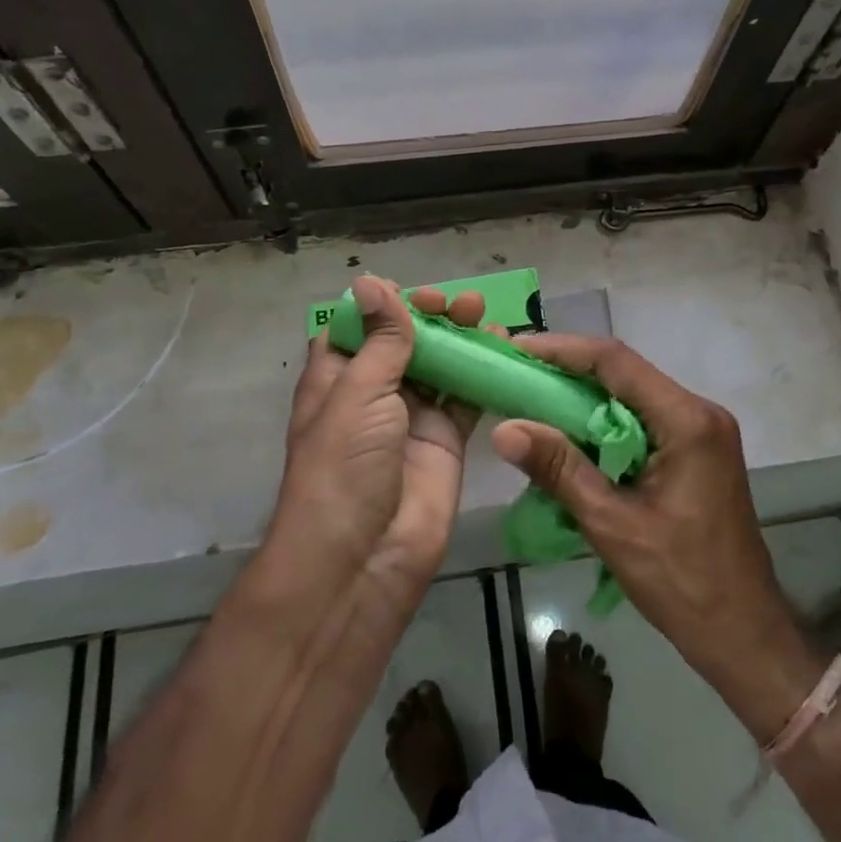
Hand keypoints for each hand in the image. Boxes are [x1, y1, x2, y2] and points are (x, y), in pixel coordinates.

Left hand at [268, 276, 486, 632]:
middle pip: (404, 340)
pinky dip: (485, 371)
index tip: (411, 291)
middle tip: (455, 305)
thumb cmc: (345, 467)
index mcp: (337, 376)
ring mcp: (412, 415)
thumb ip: (381, 339)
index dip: (383, 304)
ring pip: (440, 363)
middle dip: (430, 316)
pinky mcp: (447, 439)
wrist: (364, 560)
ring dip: (460, 336)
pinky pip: (468, 395)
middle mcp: (373, 391)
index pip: (359, 327)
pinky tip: (503, 347)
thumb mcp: (357, 393)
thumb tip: (372, 281)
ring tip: (482, 314)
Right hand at [491, 336, 827, 738]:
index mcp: (687, 420)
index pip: (617, 362)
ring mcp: (703, 431)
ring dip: (585, 396)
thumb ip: (560, 470)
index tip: (517, 349)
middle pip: (625, 373)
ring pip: (633, 396)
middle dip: (569, 370)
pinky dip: (605, 422)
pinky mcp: (698, 451)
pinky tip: (571, 434)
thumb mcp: (613, 525)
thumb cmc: (683, 583)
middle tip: (517, 373)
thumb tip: (504, 429)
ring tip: (532, 398)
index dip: (562, 349)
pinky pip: (644, 420)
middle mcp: (699, 412)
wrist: (745, 636)